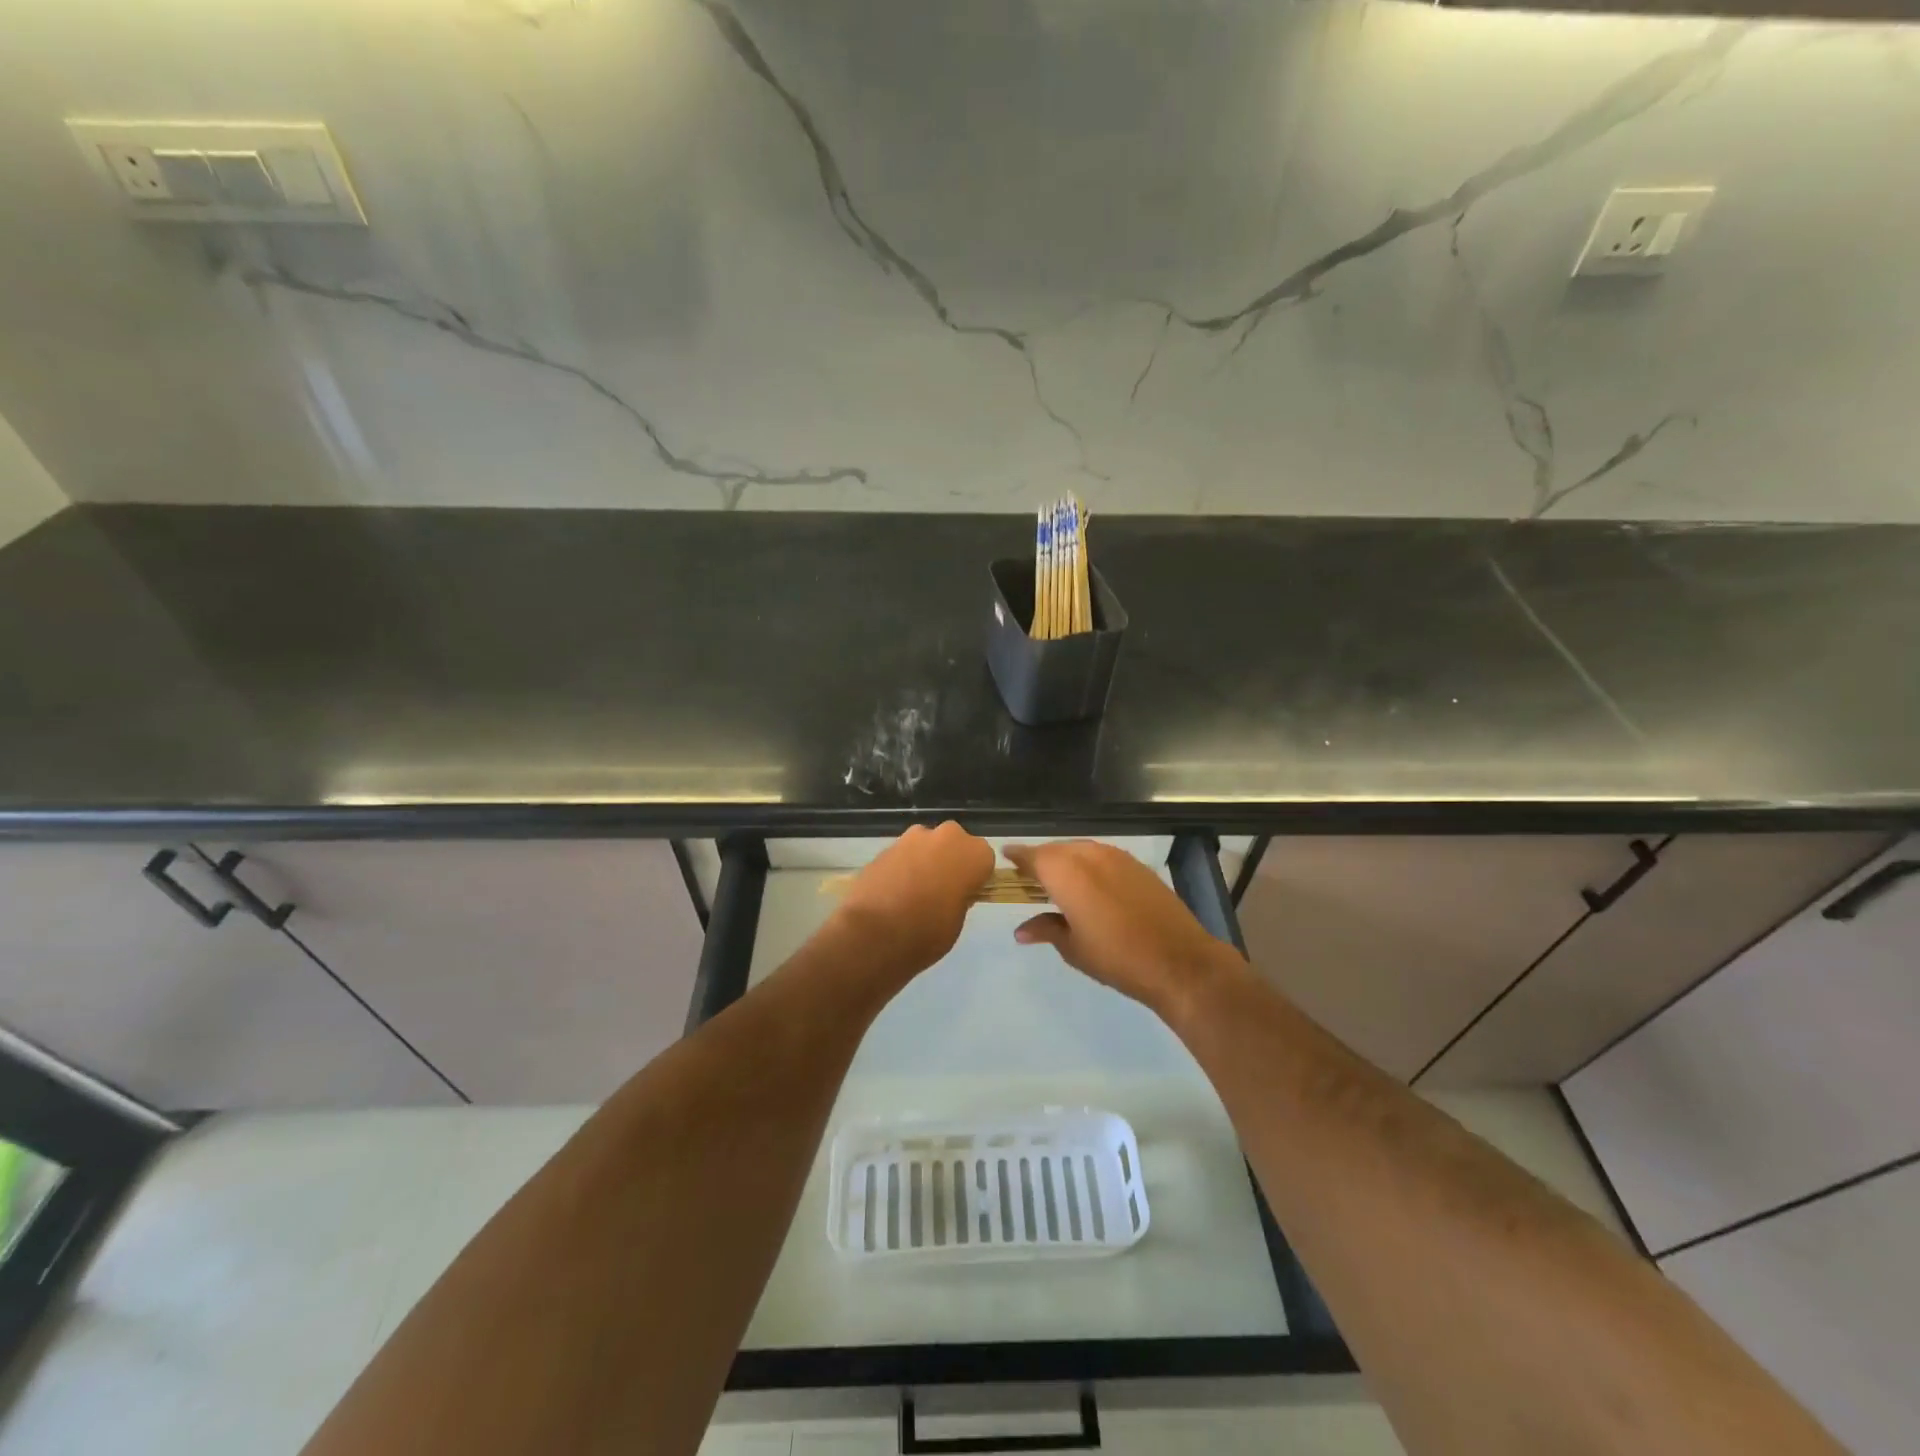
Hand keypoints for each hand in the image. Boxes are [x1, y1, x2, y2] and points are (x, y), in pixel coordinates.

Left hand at [829, 823, 993, 981]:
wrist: (874, 934)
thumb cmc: (927, 933)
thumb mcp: (958, 920)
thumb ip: (961, 896)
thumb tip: (953, 890)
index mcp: (973, 853)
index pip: (984, 858)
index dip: (975, 876)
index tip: (966, 893)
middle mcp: (945, 836)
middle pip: (954, 844)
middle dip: (949, 861)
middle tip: (941, 891)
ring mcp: (911, 838)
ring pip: (926, 846)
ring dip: (924, 862)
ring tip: (913, 893)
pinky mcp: (885, 847)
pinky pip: (902, 855)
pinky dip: (902, 868)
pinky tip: (893, 893)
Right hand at [1006, 841, 1241, 1016]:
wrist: (1179, 960)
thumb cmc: (1116, 957)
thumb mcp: (1073, 948)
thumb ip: (1046, 929)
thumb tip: (1021, 930)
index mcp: (1066, 873)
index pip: (1032, 856)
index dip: (1017, 857)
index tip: (1006, 858)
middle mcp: (1088, 855)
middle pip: (1056, 850)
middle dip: (1041, 860)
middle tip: (1030, 877)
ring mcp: (1116, 856)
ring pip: (1080, 850)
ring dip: (1066, 860)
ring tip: (1059, 881)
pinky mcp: (1137, 865)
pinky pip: (1102, 856)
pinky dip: (1089, 864)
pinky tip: (1091, 885)